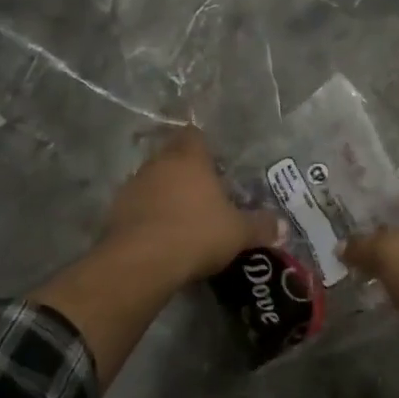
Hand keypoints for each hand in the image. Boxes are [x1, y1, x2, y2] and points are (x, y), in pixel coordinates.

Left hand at [101, 127, 283, 282]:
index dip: (204, 146)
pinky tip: (159, 236)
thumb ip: (261, 227)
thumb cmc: (197, 233)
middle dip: (185, 171)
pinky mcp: (115, 212)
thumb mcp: (238, 233)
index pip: (194, 135)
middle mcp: (159, 163)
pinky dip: (147, 216)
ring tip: (181, 218)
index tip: (214, 163)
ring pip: (152, 181)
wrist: (142, 262)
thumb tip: (283, 228)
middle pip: (171, 156)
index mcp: (189, 158)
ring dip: (163, 194)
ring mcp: (133, 186)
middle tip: (203, 193)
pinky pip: (136, 206)